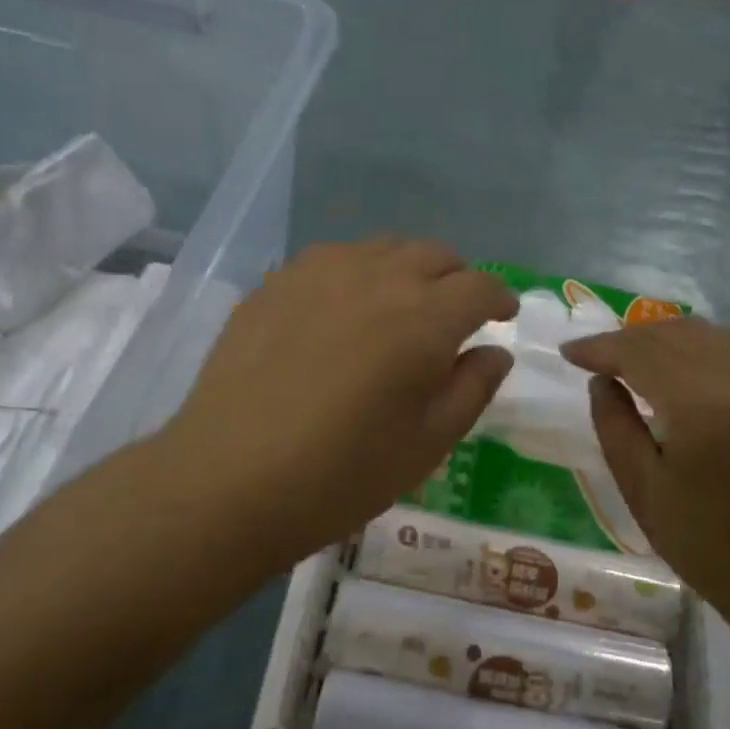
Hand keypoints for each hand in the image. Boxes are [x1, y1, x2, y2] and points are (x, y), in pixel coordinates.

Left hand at [158, 239, 517, 575]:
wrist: (228, 480)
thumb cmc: (341, 474)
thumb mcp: (428, 444)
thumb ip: (473, 388)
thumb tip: (495, 352)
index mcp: (424, 318)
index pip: (480, 286)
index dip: (499, 298)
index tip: (502, 316)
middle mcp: (378, 278)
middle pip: (434, 254)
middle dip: (456, 279)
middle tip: (454, 314)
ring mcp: (321, 272)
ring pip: (384, 248)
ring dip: (407, 270)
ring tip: (399, 307)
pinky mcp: (278, 281)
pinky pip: (335, 259)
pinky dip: (357, 274)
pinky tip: (342, 311)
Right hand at [562, 318, 729, 618]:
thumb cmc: (701, 540)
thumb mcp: (640, 487)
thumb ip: (613, 423)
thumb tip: (601, 379)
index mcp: (700, 407)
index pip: (640, 354)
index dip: (599, 348)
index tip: (567, 354)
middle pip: (669, 335)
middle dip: (624, 339)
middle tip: (591, 357)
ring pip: (700, 331)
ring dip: (657, 335)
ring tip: (627, 356)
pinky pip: (727, 343)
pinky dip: (692, 341)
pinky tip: (672, 360)